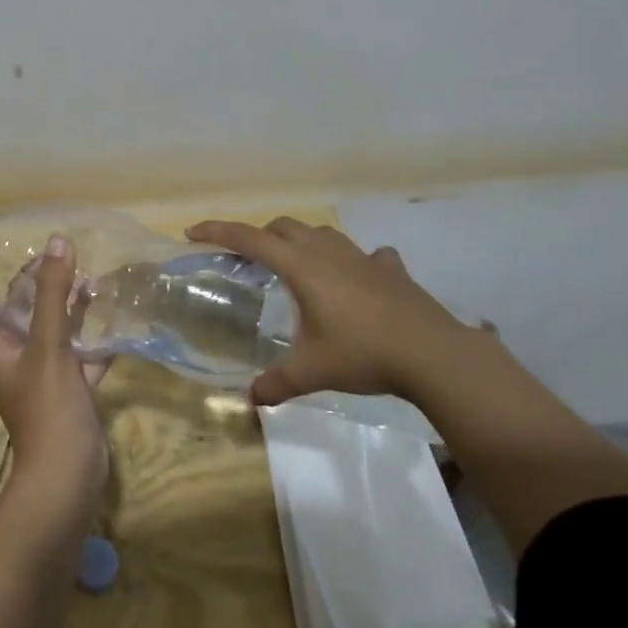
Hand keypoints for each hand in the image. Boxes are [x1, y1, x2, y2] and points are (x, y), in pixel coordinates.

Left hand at [0, 234, 108, 518]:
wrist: (68, 474)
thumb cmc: (46, 406)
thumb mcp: (48, 345)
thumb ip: (52, 294)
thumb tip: (57, 241)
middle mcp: (12, 357)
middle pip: (12, 311)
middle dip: (27, 282)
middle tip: (47, 252)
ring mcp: (41, 374)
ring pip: (48, 330)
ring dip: (63, 305)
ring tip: (83, 273)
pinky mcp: (69, 388)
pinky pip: (79, 353)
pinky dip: (91, 335)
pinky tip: (111, 313)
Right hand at [185, 217, 480, 407]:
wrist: (434, 355)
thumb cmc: (363, 354)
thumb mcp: (312, 372)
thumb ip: (276, 384)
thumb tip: (250, 400)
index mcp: (302, 268)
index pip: (250, 239)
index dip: (218, 231)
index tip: (193, 233)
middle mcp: (329, 254)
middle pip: (284, 227)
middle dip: (260, 236)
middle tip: (247, 259)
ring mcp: (364, 258)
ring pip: (323, 234)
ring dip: (302, 242)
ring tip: (297, 266)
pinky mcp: (392, 271)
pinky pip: (367, 255)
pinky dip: (355, 262)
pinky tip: (359, 279)